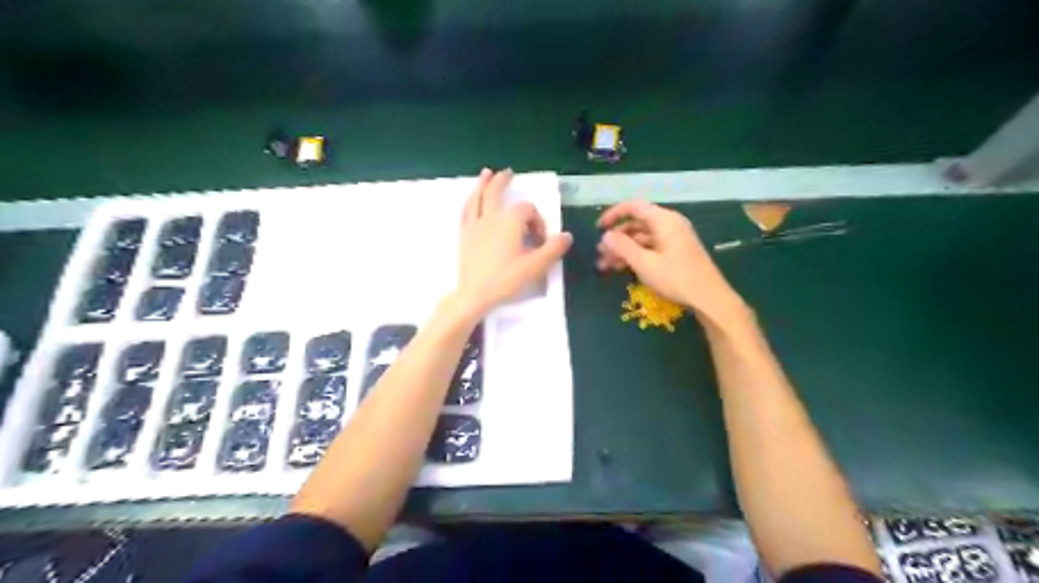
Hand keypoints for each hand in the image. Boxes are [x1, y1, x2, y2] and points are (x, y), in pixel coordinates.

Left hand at [456, 169, 572, 317]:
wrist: (475, 294)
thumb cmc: (506, 279)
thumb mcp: (536, 266)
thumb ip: (553, 249)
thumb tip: (566, 235)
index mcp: (510, 221)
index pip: (528, 210)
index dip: (537, 222)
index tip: (540, 242)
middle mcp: (491, 217)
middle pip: (496, 192)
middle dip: (503, 181)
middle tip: (509, 172)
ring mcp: (474, 225)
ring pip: (478, 198)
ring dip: (483, 184)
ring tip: (486, 173)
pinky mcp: (464, 236)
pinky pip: (466, 212)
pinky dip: (470, 202)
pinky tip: (471, 201)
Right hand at [592, 200, 745, 323]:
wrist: (709, 298)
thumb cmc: (676, 278)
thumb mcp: (645, 263)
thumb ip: (622, 247)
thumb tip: (605, 236)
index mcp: (663, 220)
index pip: (633, 207)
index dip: (613, 215)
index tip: (598, 228)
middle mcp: (669, 224)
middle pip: (636, 224)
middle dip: (616, 239)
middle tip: (599, 255)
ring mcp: (673, 238)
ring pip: (641, 238)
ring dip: (623, 250)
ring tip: (606, 266)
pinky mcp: (676, 252)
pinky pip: (650, 247)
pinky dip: (636, 255)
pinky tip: (623, 269)